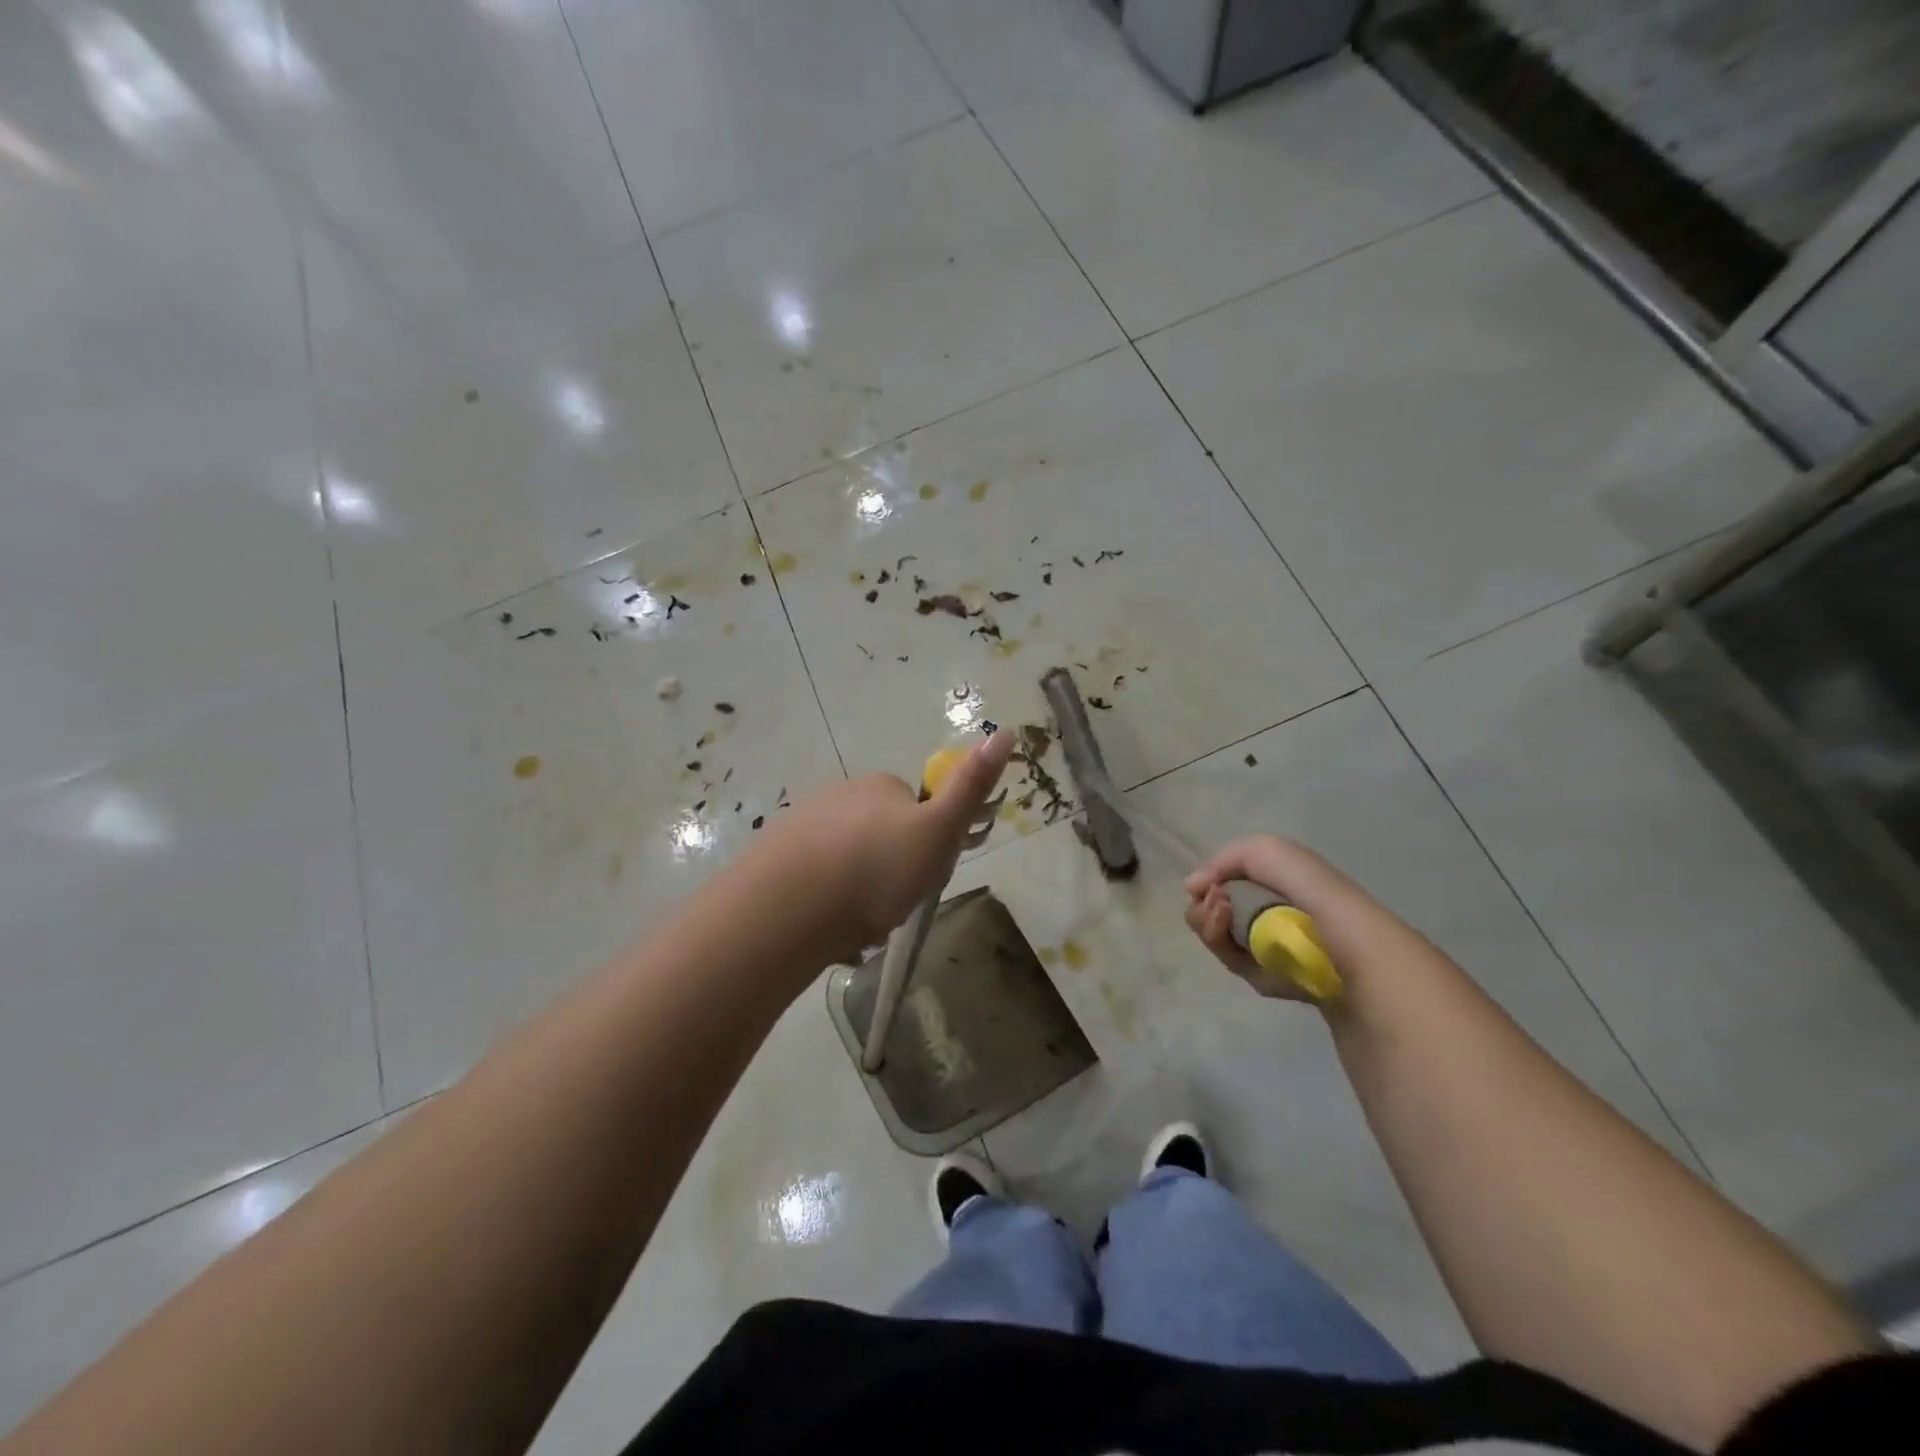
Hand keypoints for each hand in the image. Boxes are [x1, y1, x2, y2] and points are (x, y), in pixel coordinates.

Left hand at [753, 729, 1014, 958]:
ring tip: (857, 926)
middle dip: (889, 868)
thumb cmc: (876, 869)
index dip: (926, 845)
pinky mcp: (773, 855)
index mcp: (880, 785)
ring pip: (845, 858)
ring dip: (856, 887)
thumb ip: (971, 788)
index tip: (922, 876)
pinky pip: (813, 876)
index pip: (917, 810)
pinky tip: (825, 926)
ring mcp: (801, 822)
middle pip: (880, 834)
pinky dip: (824, 898)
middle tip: (891, 905)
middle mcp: (839, 793)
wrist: (788, 908)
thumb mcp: (938, 831)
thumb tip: (1006, 731)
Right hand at [1183, 835, 1372, 1000]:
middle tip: (1215, 900)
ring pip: (1214, 933)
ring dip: (1207, 920)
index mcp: (1276, 883)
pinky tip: (1227, 928)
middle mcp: (1267, 913)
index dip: (1211, 878)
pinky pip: (1227, 958)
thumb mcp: (1268, 851)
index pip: (1227, 880)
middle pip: (1213, 908)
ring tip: (1220, 912)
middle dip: (1203, 903)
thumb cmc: (1312, 892)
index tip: (1204, 883)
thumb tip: (1192, 886)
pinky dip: (1219, 941)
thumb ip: (1225, 858)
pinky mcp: (1262, 977)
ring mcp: (1263, 946)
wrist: (1347, 951)